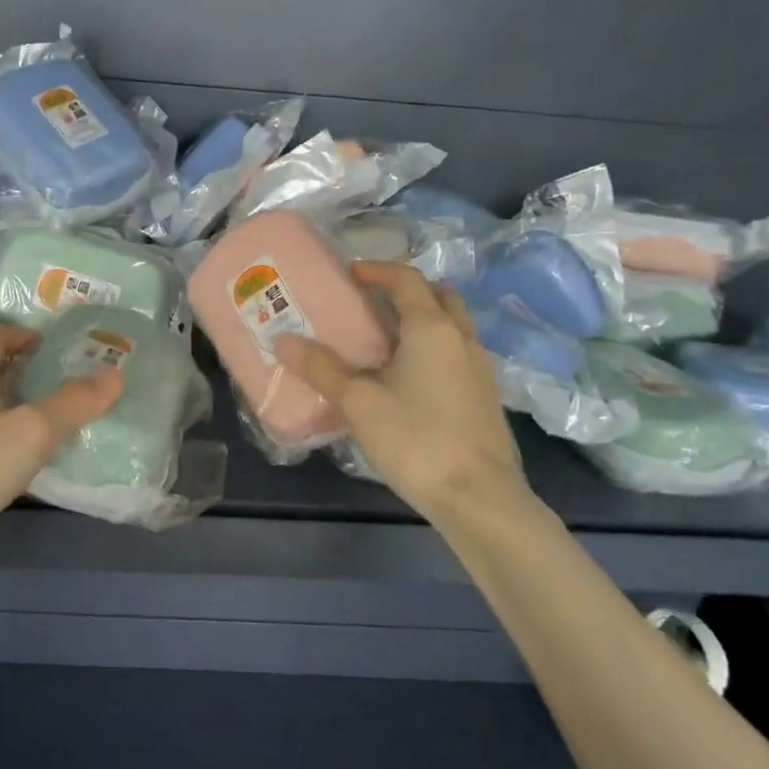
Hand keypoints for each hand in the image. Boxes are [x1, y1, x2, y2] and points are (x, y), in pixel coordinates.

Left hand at [0, 322, 123, 552]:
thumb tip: (116, 373)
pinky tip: (20, 457)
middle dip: (25, 368)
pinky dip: (0, 432)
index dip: (25, 334)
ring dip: (14, 402)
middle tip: (65, 381)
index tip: (55, 345)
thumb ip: (75, 402)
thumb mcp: (34, 431)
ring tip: (51, 419)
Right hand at [275, 262, 534, 527]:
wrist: (479, 498)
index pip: (407, 280)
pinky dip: (431, 348)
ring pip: (451, 326)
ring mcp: (479, 368)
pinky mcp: (484, 397)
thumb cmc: (416, 439)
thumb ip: (322, 368)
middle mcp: (461, 339)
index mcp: (432, 328)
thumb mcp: (359, 402)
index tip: (349, 274)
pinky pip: (455, 353)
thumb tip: (284, 340)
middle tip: (370, 302)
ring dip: (421, 320)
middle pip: (438, 296)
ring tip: (382, 340)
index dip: (377, 270)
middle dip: (405, 291)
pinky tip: (406, 378)